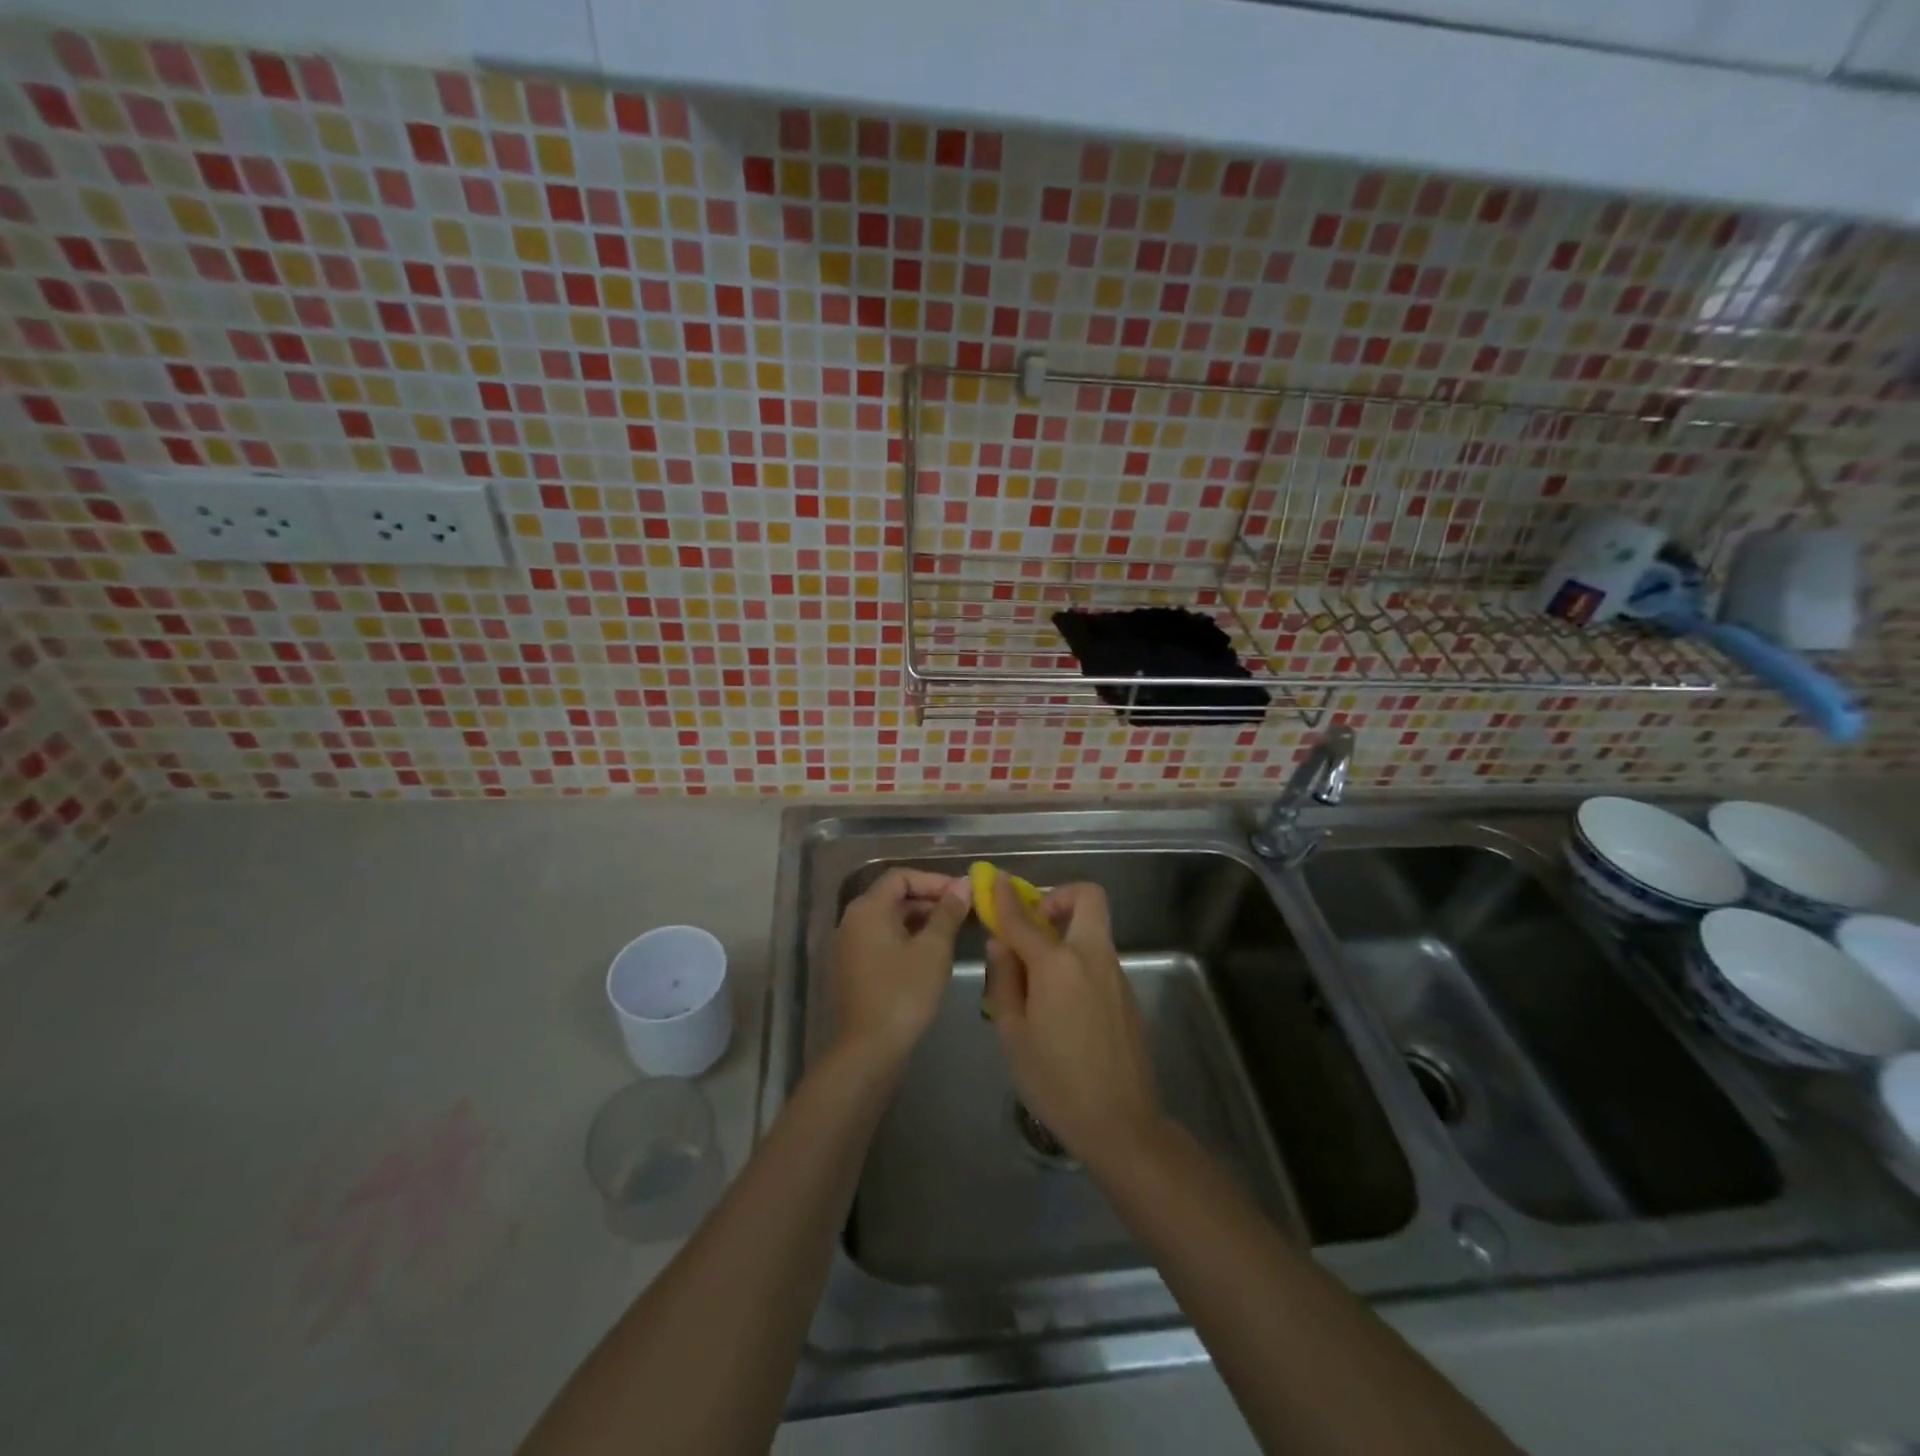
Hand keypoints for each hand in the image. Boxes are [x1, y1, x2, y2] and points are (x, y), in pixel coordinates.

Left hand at [830, 868, 971, 1068]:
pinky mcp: (852, 969)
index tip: (963, 894)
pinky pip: (881, 941)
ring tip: (952, 933)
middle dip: (929, 900)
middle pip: (893, 897)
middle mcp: (851, 921)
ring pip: (888, 920)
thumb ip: (948, 912)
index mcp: (867, 909)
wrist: (867, 1050)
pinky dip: (906, 939)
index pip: (901, 877)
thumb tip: (963, 884)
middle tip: (963, 913)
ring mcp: (848, 946)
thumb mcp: (933, 949)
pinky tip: (930, 956)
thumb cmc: (903, 993)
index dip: (934, 880)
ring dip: (920, 921)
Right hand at [982, 878, 1163, 1167]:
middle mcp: (1091, 957)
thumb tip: (1001, 945)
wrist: (1120, 1122)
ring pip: (1093, 927)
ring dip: (1066, 930)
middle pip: (1087, 897)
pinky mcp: (1126, 993)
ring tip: (1038, 972)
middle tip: (1034, 926)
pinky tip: (1061, 1000)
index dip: (1005, 897)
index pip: (1024, 918)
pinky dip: (1077, 957)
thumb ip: (1004, 981)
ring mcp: (1115, 973)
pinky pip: (1098, 956)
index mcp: (1057, 965)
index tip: (995, 880)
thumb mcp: (1012, 1033)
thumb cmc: (1055, 1080)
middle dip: (1058, 898)